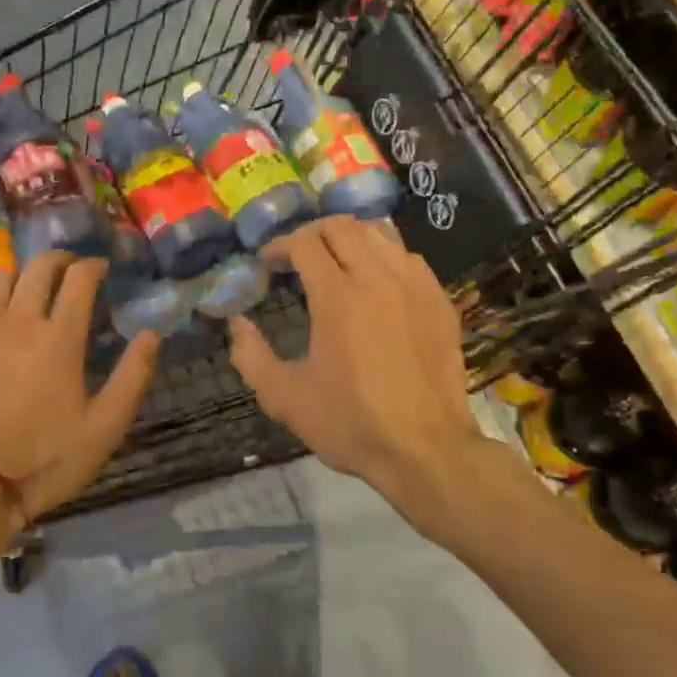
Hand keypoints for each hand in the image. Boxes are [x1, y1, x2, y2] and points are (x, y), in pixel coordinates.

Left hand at [0, 251, 159, 524]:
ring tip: (26, 294)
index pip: (79, 278)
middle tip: (69, 272)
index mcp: (59, 336)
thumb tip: (151, 333)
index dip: (93, 266)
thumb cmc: (45, 459)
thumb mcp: (105, 427)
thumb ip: (133, 375)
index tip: (101, 270)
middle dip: (59, 261)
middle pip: (38, 267)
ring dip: (19, 278)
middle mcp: (17, 320)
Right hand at [227, 216, 503, 531]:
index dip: (279, 246)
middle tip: (297, 256)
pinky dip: (384, 256)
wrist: (425, 450)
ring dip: (349, 237)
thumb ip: (251, 355)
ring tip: (335, 259)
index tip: (267, 262)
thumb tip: (236, 323)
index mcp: (337, 297)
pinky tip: (376, 281)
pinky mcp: (439, 300)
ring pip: (379, 233)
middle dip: (311, 233)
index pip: (304, 243)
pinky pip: (409, 257)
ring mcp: (415, 285)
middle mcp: (378, 278)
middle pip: (342, 226)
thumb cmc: (350, 423)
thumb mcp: (284, 397)